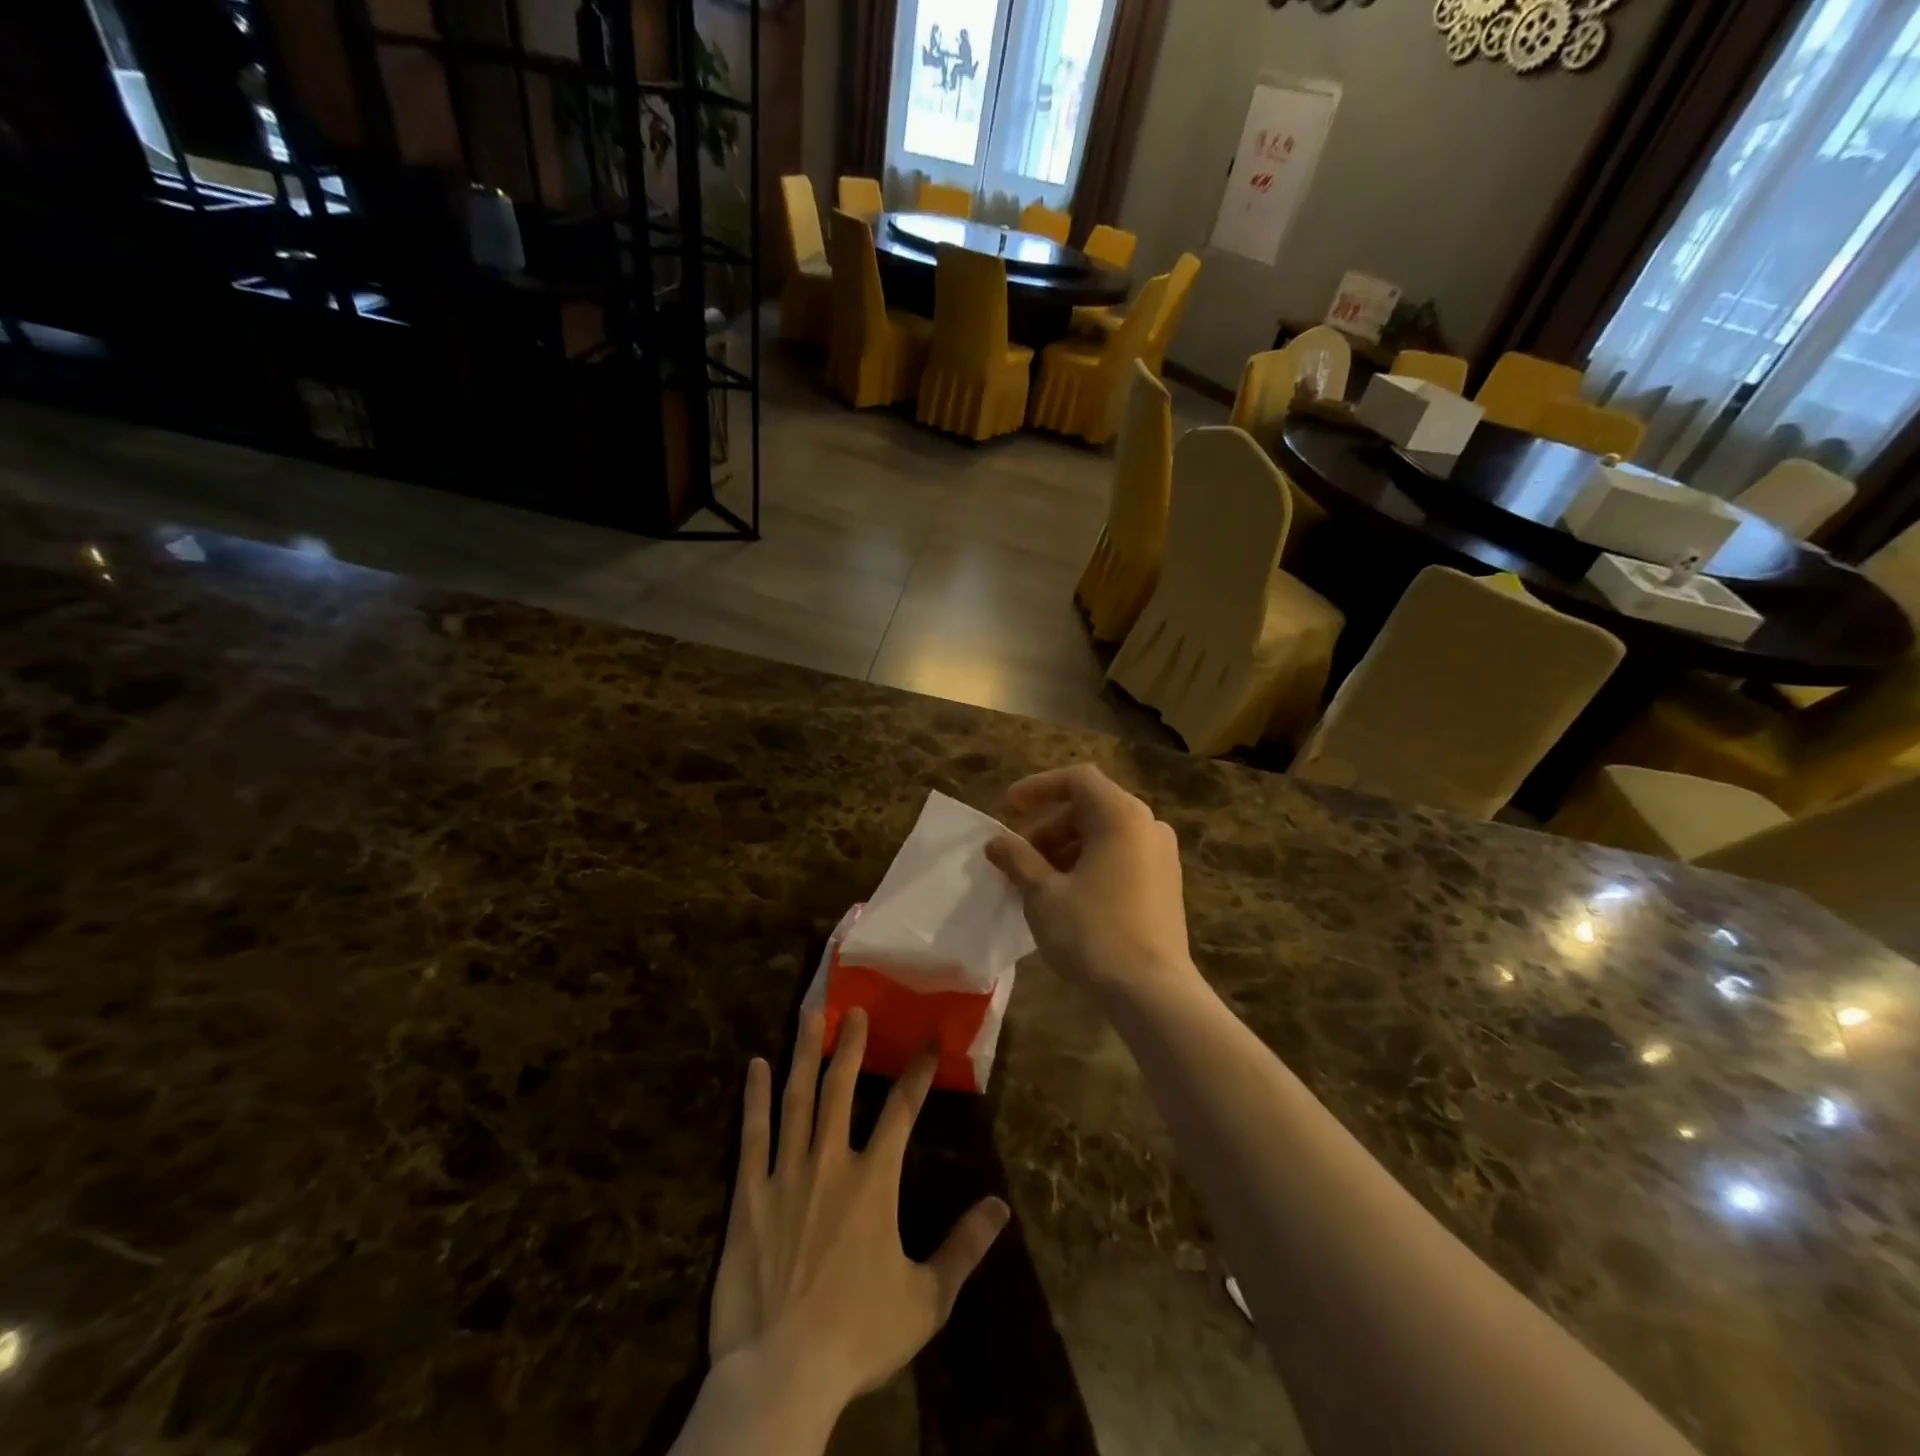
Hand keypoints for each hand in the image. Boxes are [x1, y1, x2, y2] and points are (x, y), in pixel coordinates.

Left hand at [708, 1009, 1009, 1420]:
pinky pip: (752, 1134)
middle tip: (856, 1010)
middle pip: (841, 1089)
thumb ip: (963, 1248)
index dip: (918, 1074)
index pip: (902, 1111)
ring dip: (805, 1054)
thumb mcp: (926, 1299)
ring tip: (811, 1016)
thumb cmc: (857, 1336)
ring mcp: (786, 1174)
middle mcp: (831, 1162)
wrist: (782, 1374)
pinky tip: (756, 1065)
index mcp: (874, 1181)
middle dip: (852, 1046)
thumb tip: (1001, 1207)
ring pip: (797, 1098)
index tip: (929, 1043)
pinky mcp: (748, 1195)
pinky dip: (754, 1097)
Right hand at [985, 765, 1197, 1000]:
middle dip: (1048, 827)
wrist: (1153, 993)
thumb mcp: (1043, 894)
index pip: (1076, 779)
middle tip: (1018, 856)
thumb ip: (1017, 859)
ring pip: (1105, 834)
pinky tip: (1066, 896)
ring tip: (1036, 881)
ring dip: (1066, 848)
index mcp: (1121, 815)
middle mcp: (1148, 825)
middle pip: (1090, 807)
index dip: (1037, 788)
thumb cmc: (1093, 933)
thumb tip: (996, 841)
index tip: (1008, 808)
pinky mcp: (1166, 884)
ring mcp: (1162, 856)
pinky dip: (1090, 864)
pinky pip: (1121, 856)